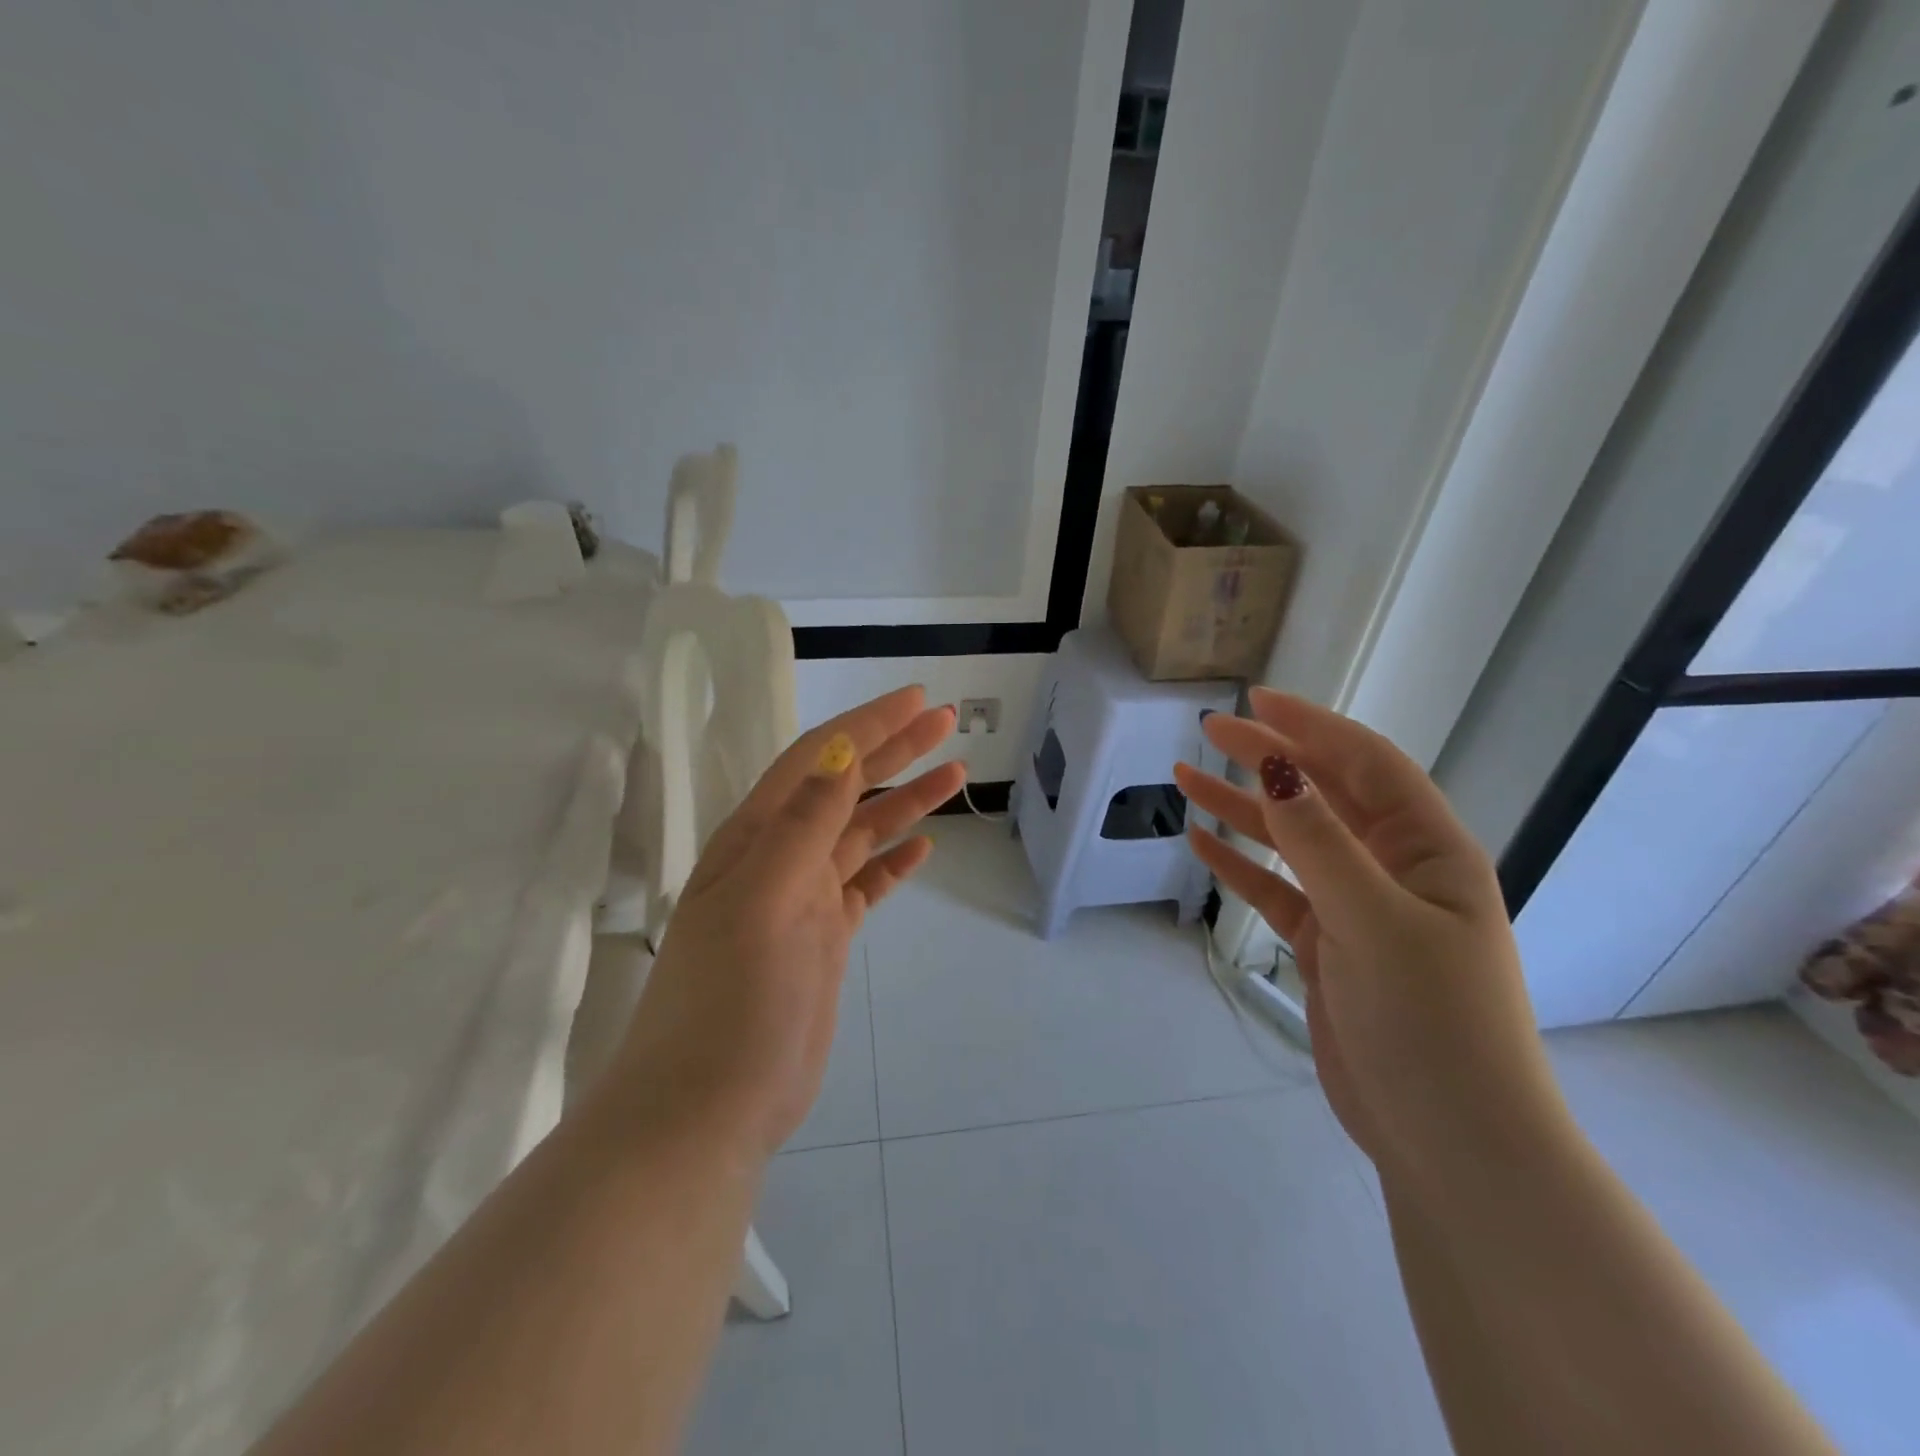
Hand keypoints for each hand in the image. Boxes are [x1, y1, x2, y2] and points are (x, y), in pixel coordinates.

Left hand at [608, 686, 962, 1159]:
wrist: (710, 1107)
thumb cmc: (730, 1000)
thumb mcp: (764, 901)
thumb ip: (803, 825)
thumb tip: (839, 751)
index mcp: (757, 837)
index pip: (819, 760)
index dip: (867, 725)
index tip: (918, 700)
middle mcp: (780, 856)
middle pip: (846, 787)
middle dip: (894, 749)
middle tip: (946, 722)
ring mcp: (804, 898)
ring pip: (862, 832)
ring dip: (905, 801)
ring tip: (955, 773)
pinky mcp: (823, 937)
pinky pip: (865, 884)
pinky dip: (893, 862)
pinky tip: (922, 849)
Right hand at [1174, 689, 1567, 1189]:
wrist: (1451, 1142)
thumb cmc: (1433, 1024)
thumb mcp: (1375, 923)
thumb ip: (1321, 846)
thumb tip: (1275, 769)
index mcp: (1430, 850)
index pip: (1366, 764)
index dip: (1312, 726)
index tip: (1255, 700)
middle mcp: (1395, 868)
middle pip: (1323, 795)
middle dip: (1267, 758)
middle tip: (1208, 731)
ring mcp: (1358, 908)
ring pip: (1292, 841)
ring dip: (1242, 808)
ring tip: (1185, 778)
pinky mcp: (1328, 946)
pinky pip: (1277, 890)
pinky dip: (1240, 866)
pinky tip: (1202, 844)